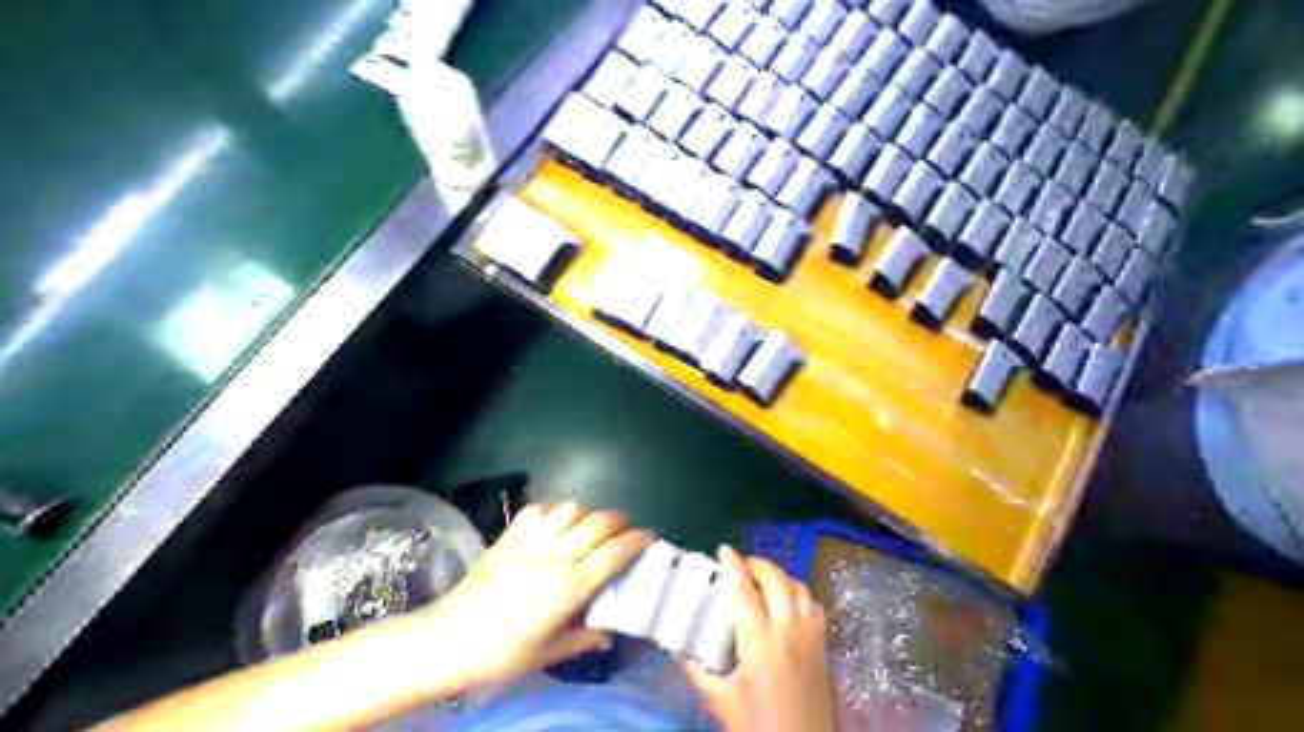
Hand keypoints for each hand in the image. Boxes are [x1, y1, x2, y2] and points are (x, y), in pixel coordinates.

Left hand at [405, 502, 652, 684]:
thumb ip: (581, 640)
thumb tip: (607, 635)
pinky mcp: (509, 535)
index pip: (613, 553)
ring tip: (589, 526)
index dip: (636, 541)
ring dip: (587, 513)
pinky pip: (538, 509)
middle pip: (598, 523)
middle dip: (619, 520)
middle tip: (626, 528)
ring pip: (570, 509)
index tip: (649, 536)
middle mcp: (555, 555)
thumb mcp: (547, 654)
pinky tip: (554, 523)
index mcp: (570, 586)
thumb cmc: (502, 653)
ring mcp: (530, 540)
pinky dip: (553, 511)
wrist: (449, 638)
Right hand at [684, 547, 835, 731]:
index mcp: (760, 643)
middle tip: (741, 564)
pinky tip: (789, 602)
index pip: (744, 592)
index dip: (733, 566)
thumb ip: (698, 671)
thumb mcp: (722, 702)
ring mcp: (811, 637)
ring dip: (780, 576)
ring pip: (799, 588)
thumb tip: (679, 647)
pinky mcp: (824, 647)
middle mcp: (788, 631)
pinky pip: (815, 606)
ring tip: (763, 579)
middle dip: (758, 564)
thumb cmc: (758, 727)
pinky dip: (800, 594)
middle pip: (776, 581)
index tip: (723, 549)